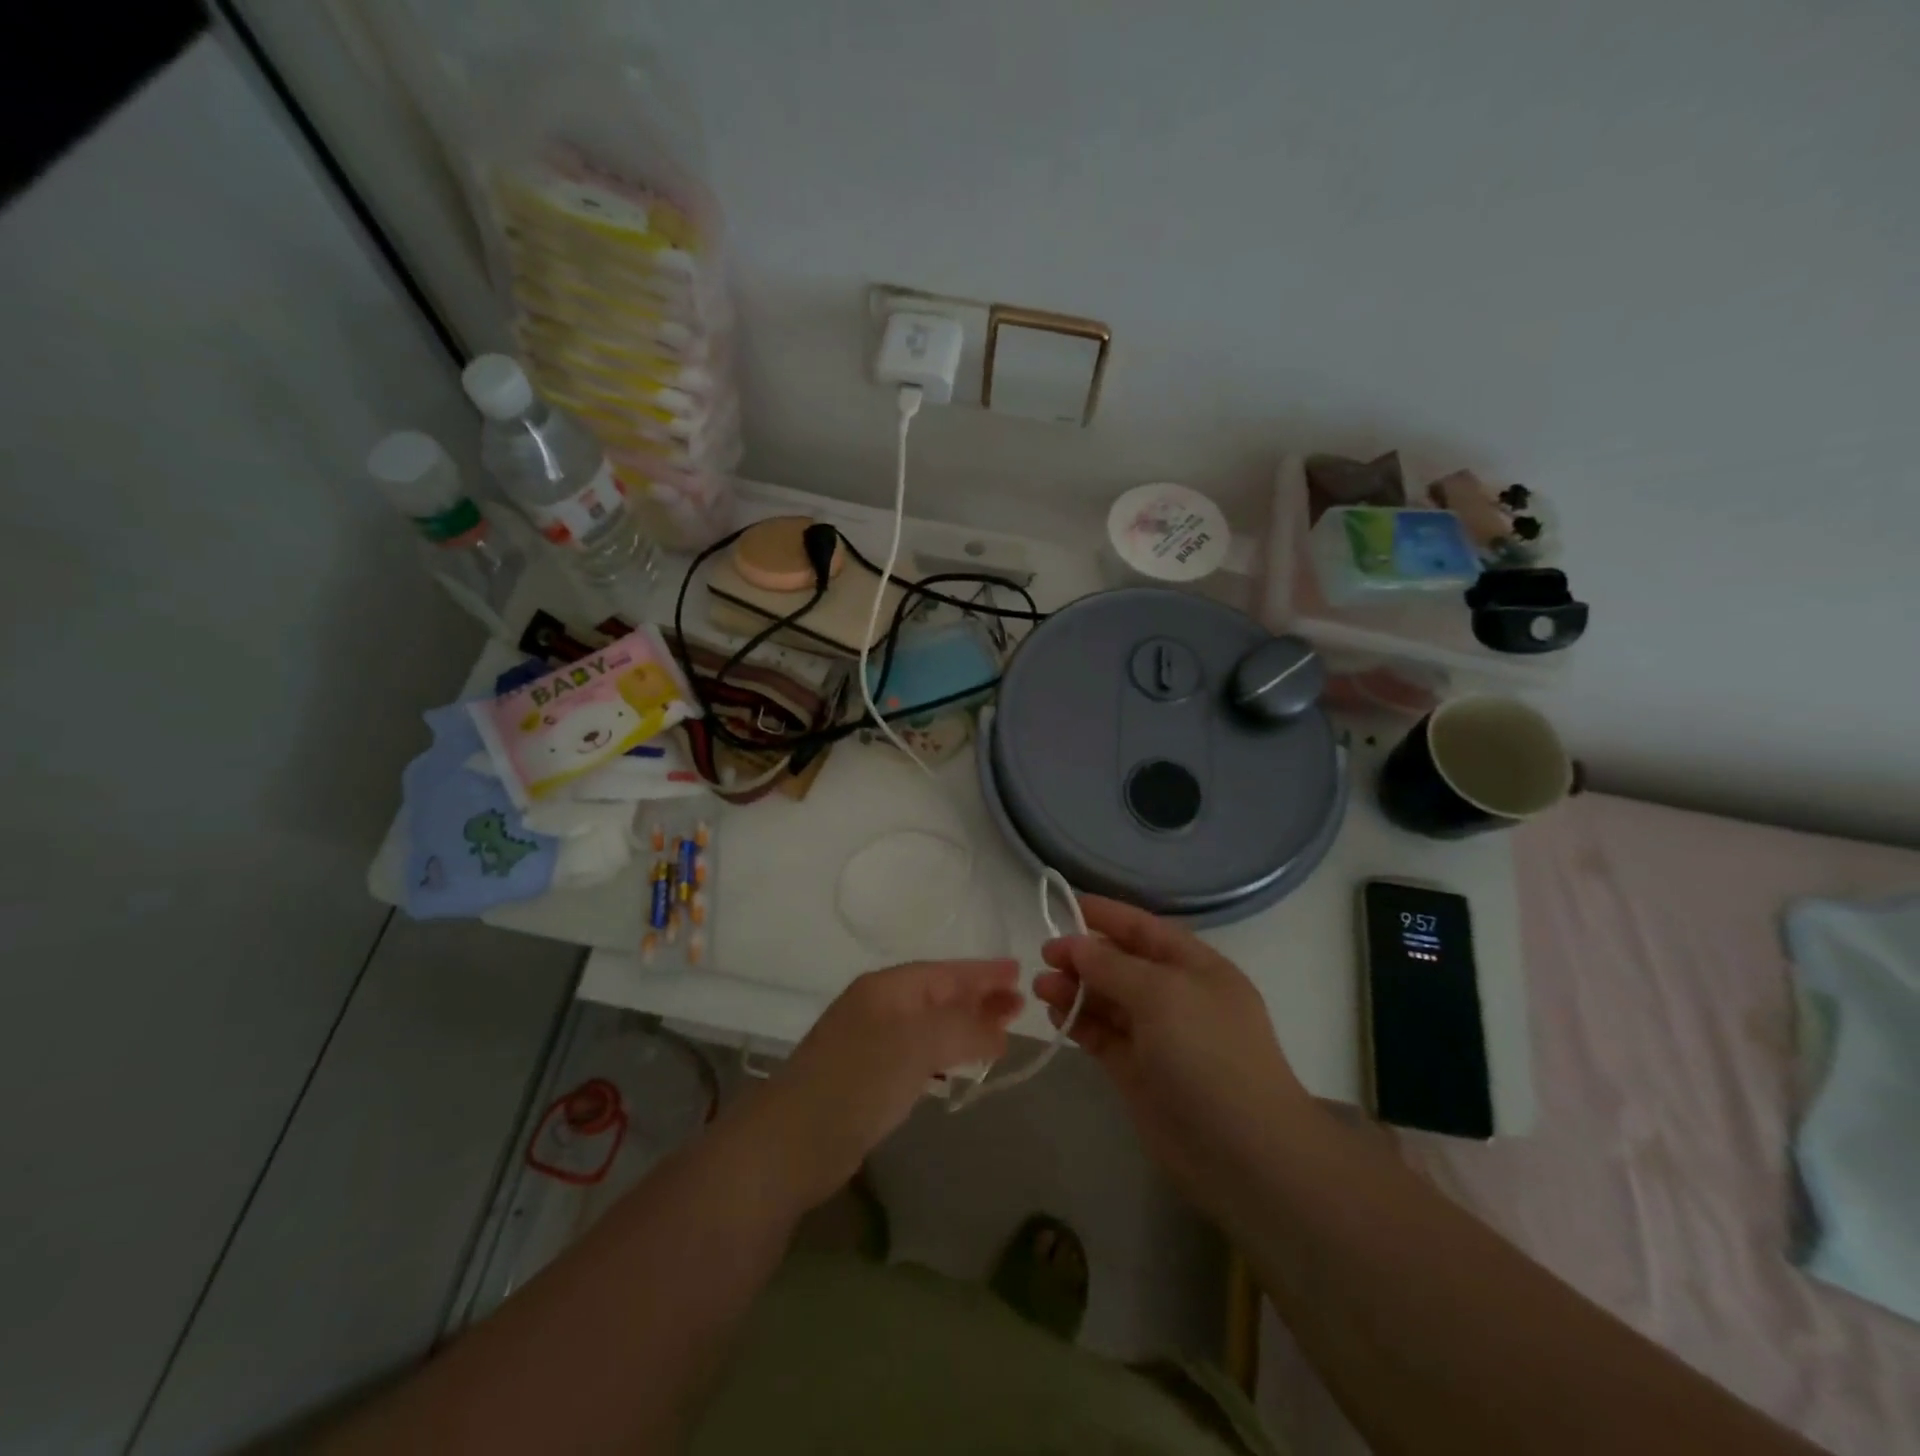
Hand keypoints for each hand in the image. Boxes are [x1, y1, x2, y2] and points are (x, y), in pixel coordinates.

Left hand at [750, 959, 1023, 1207]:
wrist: (791, 1144)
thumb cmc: (858, 1081)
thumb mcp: (917, 1043)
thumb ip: (963, 1028)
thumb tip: (999, 1027)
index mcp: (886, 988)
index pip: (944, 971)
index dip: (981, 972)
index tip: (1019, 973)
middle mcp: (878, 1007)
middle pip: (938, 995)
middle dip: (977, 997)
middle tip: (1019, 1005)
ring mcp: (870, 1043)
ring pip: (930, 1025)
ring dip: (965, 1026)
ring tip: (1001, 1033)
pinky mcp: (867, 1079)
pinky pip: (918, 1054)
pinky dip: (945, 1053)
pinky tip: (958, 1065)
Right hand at [1034, 896, 1315, 1209]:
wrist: (1244, 1153)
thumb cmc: (1208, 1055)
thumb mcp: (1162, 994)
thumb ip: (1113, 966)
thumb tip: (1076, 945)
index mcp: (1196, 967)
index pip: (1144, 928)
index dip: (1106, 915)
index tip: (1065, 906)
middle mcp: (1176, 997)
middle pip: (1121, 964)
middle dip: (1083, 956)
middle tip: (1045, 956)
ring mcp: (1157, 1036)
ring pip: (1107, 1000)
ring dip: (1075, 989)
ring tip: (1040, 987)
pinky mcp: (1138, 1072)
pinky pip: (1102, 1035)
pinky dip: (1079, 1023)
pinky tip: (1056, 1015)